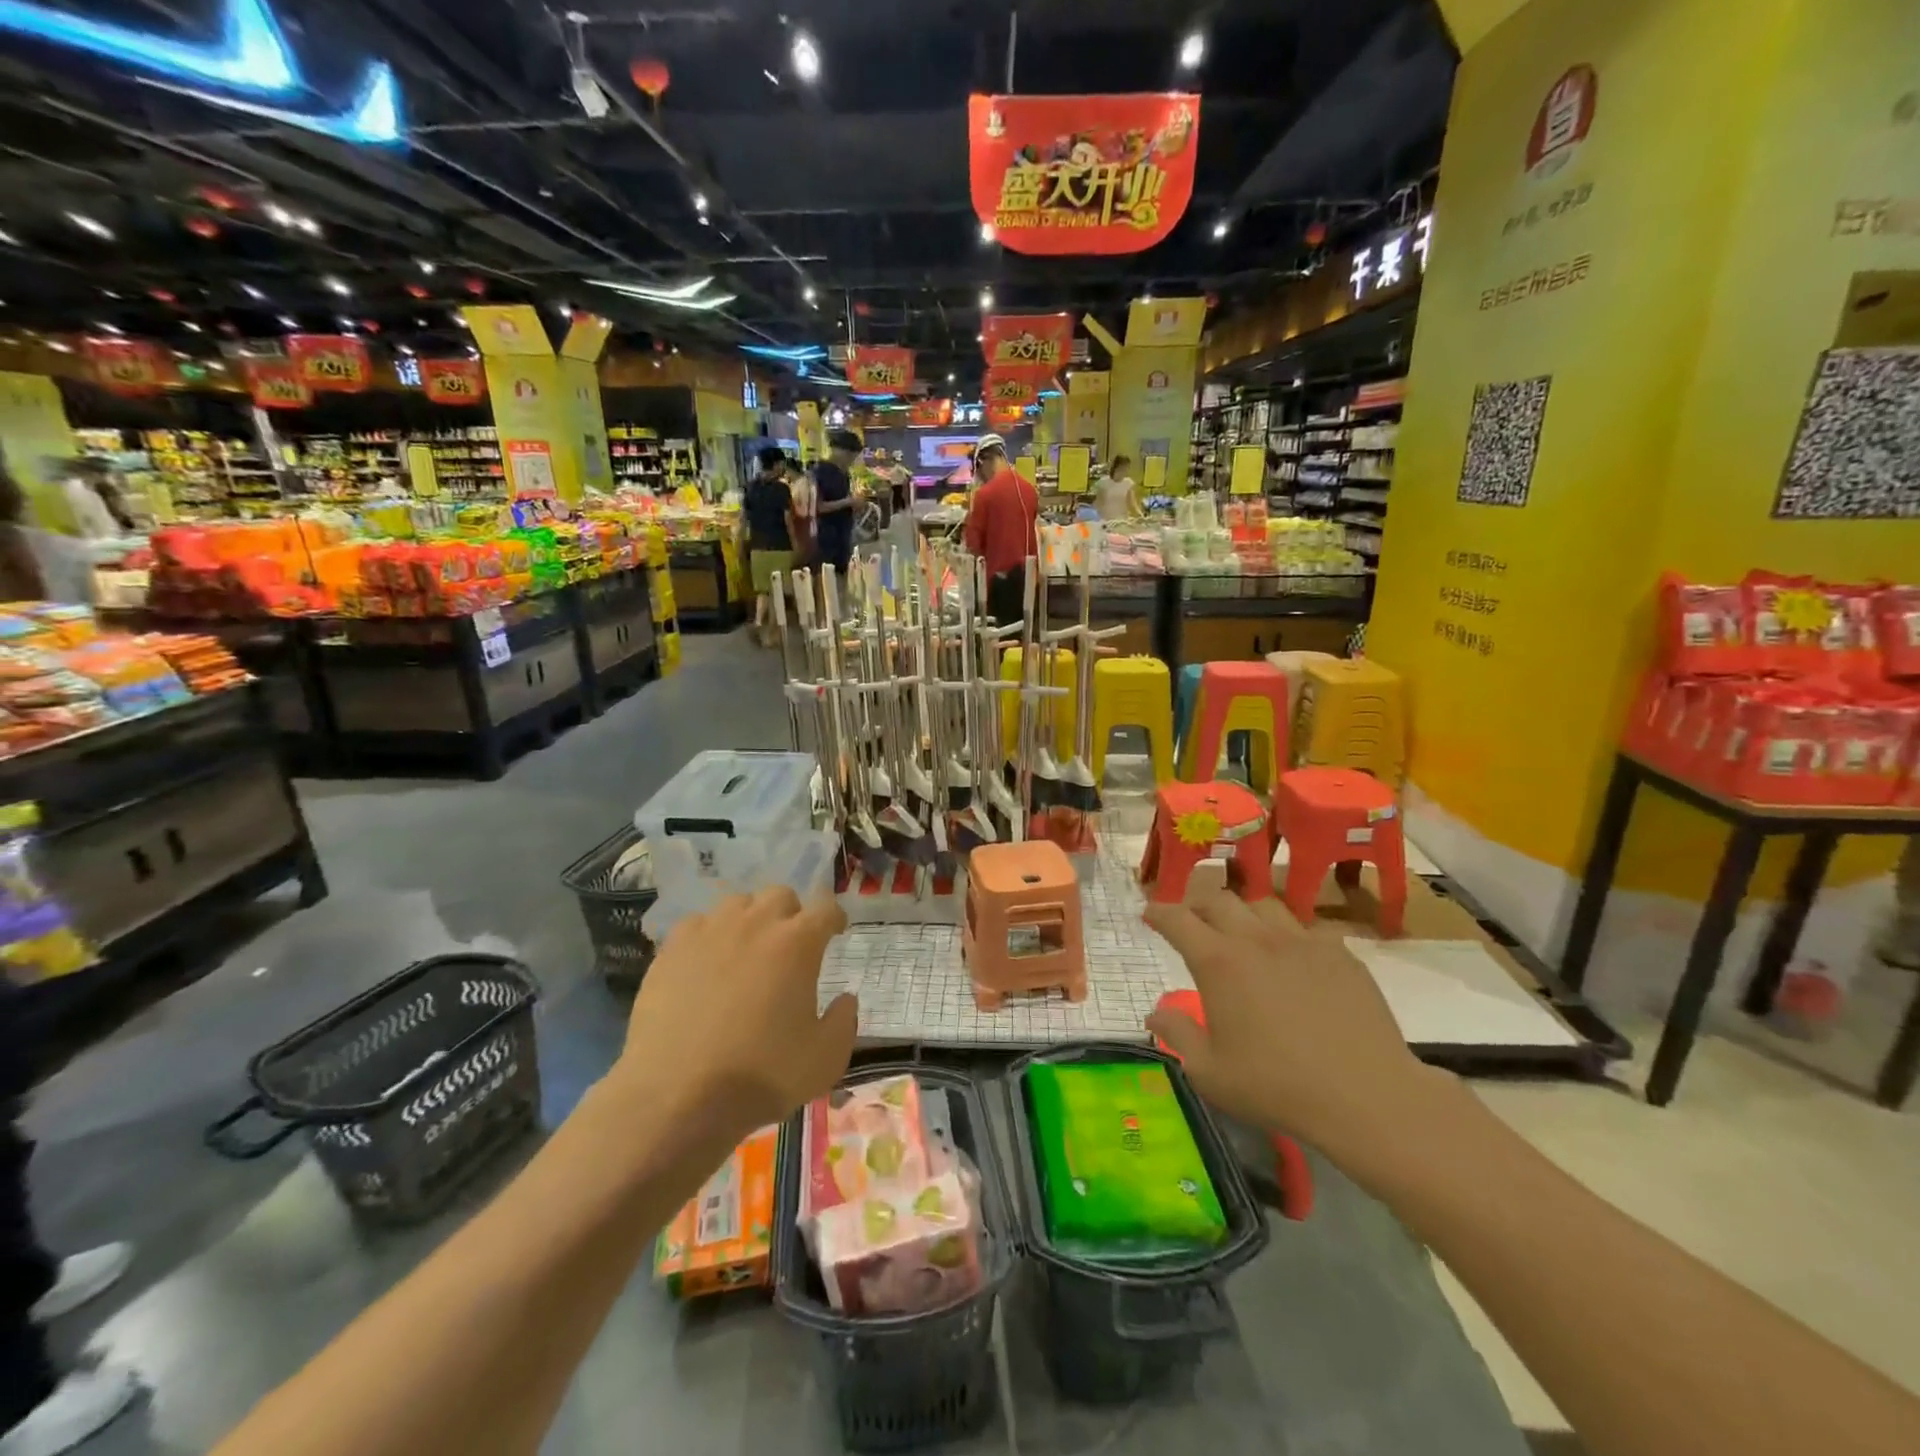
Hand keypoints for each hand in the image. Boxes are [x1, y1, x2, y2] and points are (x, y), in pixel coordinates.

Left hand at [615, 888, 856, 1141]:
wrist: (677, 1096)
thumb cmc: (761, 1075)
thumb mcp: (825, 1059)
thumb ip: (843, 1022)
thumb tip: (846, 999)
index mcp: (798, 943)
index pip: (825, 908)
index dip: (834, 918)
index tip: (836, 932)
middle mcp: (755, 924)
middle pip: (780, 895)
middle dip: (792, 913)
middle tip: (791, 944)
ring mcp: (709, 932)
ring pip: (737, 903)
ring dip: (750, 918)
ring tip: (748, 949)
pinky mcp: (671, 950)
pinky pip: (697, 924)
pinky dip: (709, 935)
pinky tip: (707, 962)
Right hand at [1143, 895, 1445, 1169]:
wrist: (1367, 1096)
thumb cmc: (1277, 1087)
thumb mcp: (1210, 1073)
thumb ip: (1178, 1034)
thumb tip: (1155, 1011)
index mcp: (1219, 962)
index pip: (1178, 920)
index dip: (1159, 913)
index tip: (1149, 915)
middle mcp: (1256, 939)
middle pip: (1219, 900)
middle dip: (1197, 905)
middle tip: (1191, 922)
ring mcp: (1302, 942)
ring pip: (1263, 905)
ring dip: (1243, 914)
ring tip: (1242, 934)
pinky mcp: (1340, 954)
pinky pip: (1306, 929)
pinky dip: (1288, 936)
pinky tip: (1293, 959)